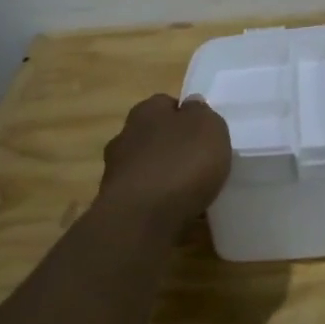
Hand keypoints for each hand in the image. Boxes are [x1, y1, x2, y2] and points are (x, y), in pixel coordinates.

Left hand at [98, 94, 232, 227]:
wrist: (141, 219)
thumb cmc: (181, 163)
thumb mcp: (208, 127)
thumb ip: (202, 113)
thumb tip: (191, 105)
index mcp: (146, 111)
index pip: (166, 104)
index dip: (186, 115)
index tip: (204, 133)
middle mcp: (125, 136)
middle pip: (154, 135)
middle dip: (173, 147)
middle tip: (199, 162)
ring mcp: (116, 172)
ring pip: (147, 167)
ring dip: (164, 175)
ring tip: (191, 192)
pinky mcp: (116, 204)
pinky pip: (144, 197)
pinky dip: (158, 202)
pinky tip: (177, 213)